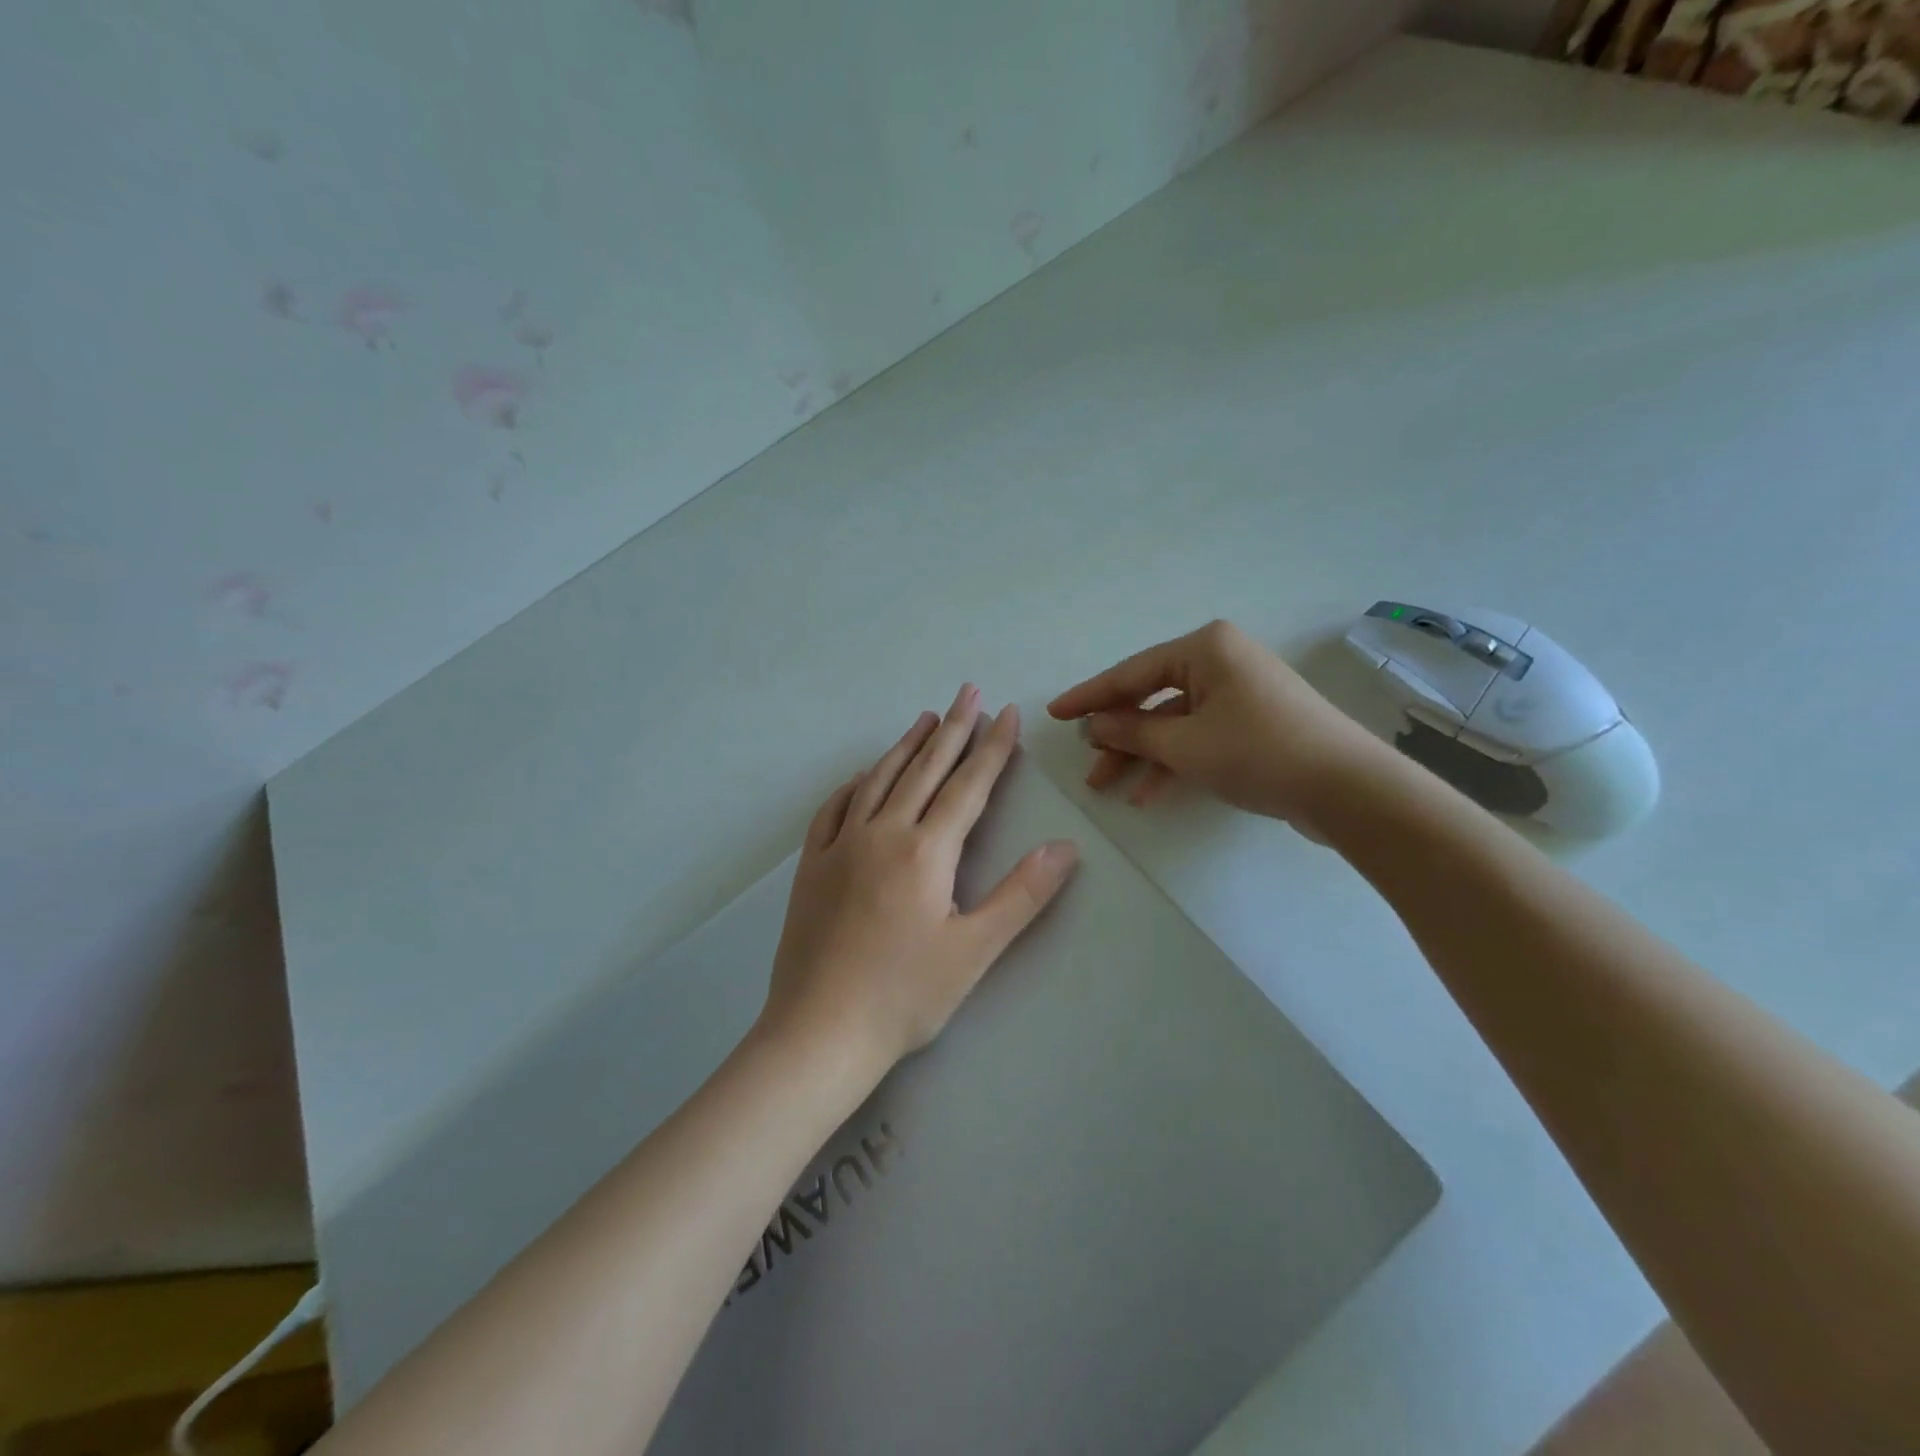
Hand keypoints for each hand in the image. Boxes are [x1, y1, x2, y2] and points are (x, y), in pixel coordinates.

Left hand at [764, 685, 1078, 1072]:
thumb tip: (1064, 847)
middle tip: (968, 690)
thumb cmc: (905, 996)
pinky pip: (833, 810)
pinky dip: (854, 785)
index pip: (968, 786)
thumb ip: (1022, 895)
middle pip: (925, 769)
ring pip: (879, 780)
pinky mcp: (812, 866)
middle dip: (953, 728)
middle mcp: (882, 833)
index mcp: (926, 851)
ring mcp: (841, 846)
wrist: (819, 1031)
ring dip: (906, 745)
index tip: (1007, 712)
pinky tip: (862, 776)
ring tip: (926, 717)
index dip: (992, 747)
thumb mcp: (975, 950)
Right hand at [1048, 620, 1381, 829]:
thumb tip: (1095, 725)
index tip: (1054, 713)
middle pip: (1151, 697)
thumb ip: (1132, 732)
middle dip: (1117, 734)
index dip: (1089, 696)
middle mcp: (1221, 661)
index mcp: (1205, 648)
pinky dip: (1174, 762)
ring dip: (1142, 754)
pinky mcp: (1253, 722)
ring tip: (1108, 785)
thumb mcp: (1184, 745)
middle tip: (1086, 761)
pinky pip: (1199, 736)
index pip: (1131, 673)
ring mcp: (1239, 692)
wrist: (1348, 789)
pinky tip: (1147, 793)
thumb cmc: (1258, 752)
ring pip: (1174, 722)